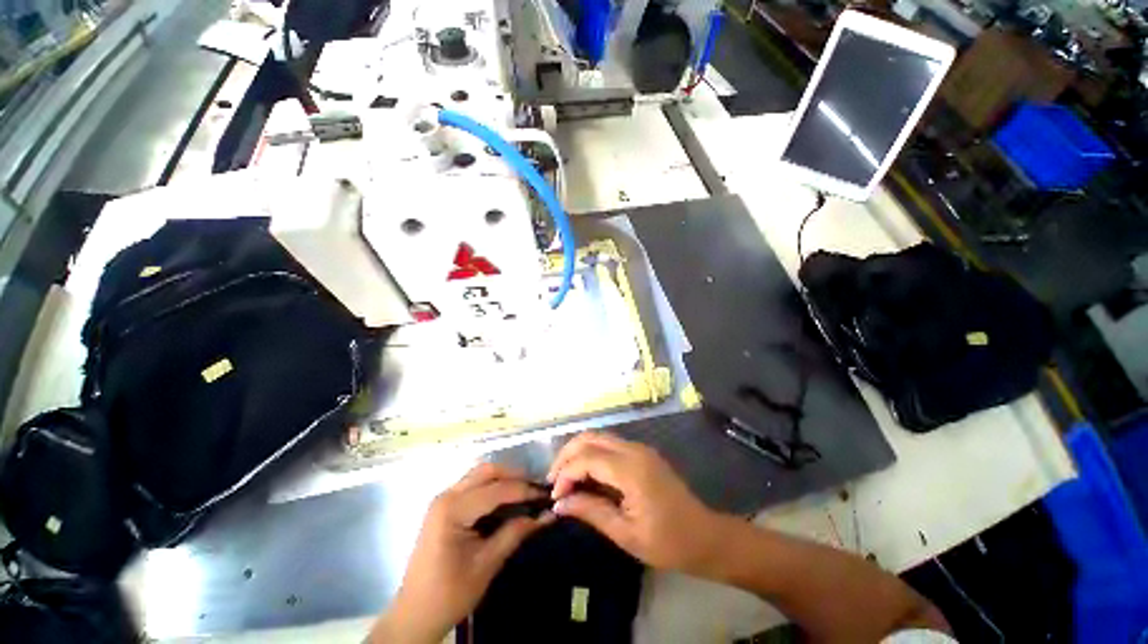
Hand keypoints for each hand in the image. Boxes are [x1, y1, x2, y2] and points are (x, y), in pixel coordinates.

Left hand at [371, 463, 554, 643]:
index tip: (547, 495)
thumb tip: (546, 516)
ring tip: (524, 491)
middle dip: (514, 476)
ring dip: (503, 478)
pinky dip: (492, 486)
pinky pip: (472, 485)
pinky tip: (505, 498)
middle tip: (535, 488)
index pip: (496, 490)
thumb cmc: (449, 593)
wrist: (415, 614)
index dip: (524, 490)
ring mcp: (443, 499)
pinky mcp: (444, 506)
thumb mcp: (486, 564)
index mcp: (453, 510)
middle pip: (486, 471)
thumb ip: (515, 533)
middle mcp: (446, 496)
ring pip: (479, 474)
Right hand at [547, 432, 722, 574]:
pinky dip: (592, 454)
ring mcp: (639, 448)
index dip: (565, 474)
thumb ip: (590, 511)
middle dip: (566, 455)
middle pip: (589, 437)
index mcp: (631, 469)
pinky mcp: (641, 453)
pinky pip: (609, 445)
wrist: (706, 537)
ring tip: (565, 478)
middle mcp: (633, 450)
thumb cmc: (668, 543)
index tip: (554, 496)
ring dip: (578, 452)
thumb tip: (559, 504)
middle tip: (554, 481)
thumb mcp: (625, 534)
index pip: (586, 458)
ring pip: (598, 437)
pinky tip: (586, 475)